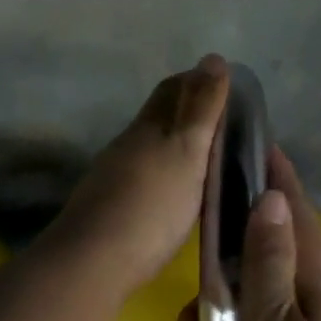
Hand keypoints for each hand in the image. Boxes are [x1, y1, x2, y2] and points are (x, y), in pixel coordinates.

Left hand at [49, 56, 228, 294]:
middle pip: (158, 118)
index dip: (198, 82)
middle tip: (223, 124)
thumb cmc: (151, 206)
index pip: (173, 90)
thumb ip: (201, 110)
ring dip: (176, 147)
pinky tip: (176, 193)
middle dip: (187, 112)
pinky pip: (144, 179)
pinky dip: (165, 175)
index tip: (226, 87)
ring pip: (149, 149)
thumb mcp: (185, 152)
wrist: (94, 261)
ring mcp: (115, 178)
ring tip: (207, 160)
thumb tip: (213, 58)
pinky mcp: (111, 209)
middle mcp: (128, 146)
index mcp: (148, 127)